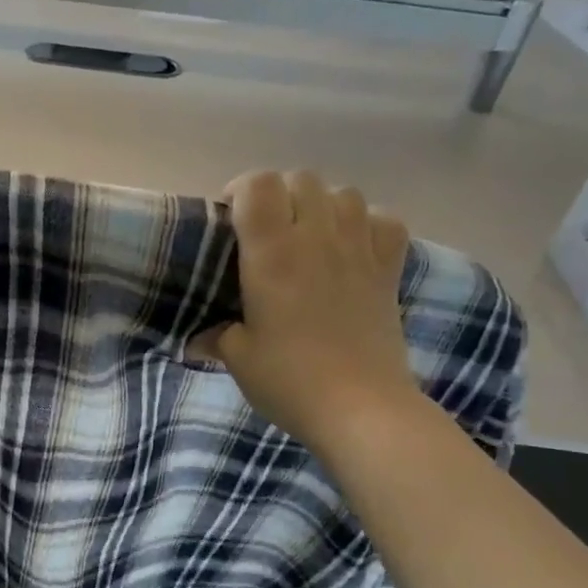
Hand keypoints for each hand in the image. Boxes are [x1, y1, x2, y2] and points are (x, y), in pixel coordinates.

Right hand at [192, 170, 421, 450]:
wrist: (361, 408)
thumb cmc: (291, 381)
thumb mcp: (240, 359)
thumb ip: (217, 338)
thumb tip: (198, 341)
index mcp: (272, 253)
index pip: (258, 185)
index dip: (241, 189)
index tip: (231, 218)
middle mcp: (316, 238)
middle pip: (300, 179)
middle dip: (279, 194)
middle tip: (266, 231)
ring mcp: (359, 250)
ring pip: (344, 192)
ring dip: (321, 204)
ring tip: (309, 235)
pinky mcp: (389, 270)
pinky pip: (385, 220)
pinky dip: (368, 223)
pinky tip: (354, 246)